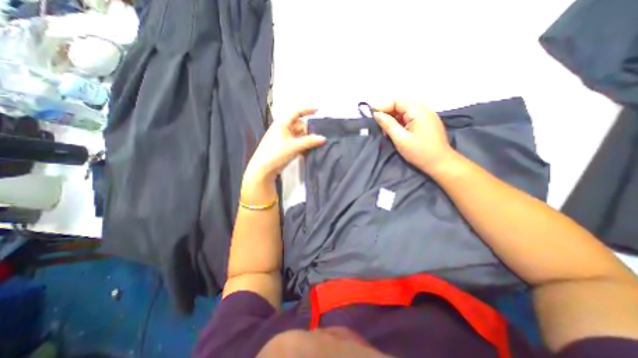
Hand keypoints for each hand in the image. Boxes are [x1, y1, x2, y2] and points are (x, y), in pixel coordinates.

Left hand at [243, 108, 325, 180]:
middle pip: (299, 125)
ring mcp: (283, 139)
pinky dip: (303, 145)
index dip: (307, 110)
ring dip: (307, 138)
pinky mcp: (284, 148)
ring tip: (318, 142)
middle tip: (320, 133)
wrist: (263, 168)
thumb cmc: (276, 153)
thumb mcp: (294, 146)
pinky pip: (296, 143)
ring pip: (298, 135)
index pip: (296, 113)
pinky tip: (310, 149)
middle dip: (309, 129)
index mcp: (282, 124)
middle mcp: (283, 129)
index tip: (318, 110)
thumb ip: (309, 141)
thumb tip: (323, 138)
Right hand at [375, 101, 456, 174]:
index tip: (373, 116)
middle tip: (380, 126)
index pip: (398, 101)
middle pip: (401, 105)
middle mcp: (424, 110)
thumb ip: (388, 124)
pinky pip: (410, 118)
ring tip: (387, 131)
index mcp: (419, 111)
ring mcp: (426, 116)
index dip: (384, 107)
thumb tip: (376, 114)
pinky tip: (396, 132)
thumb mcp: (400, 139)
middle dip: (388, 113)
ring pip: (405, 112)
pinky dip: (400, 123)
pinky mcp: (426, 123)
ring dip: (394, 119)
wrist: (440, 164)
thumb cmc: (419, 152)